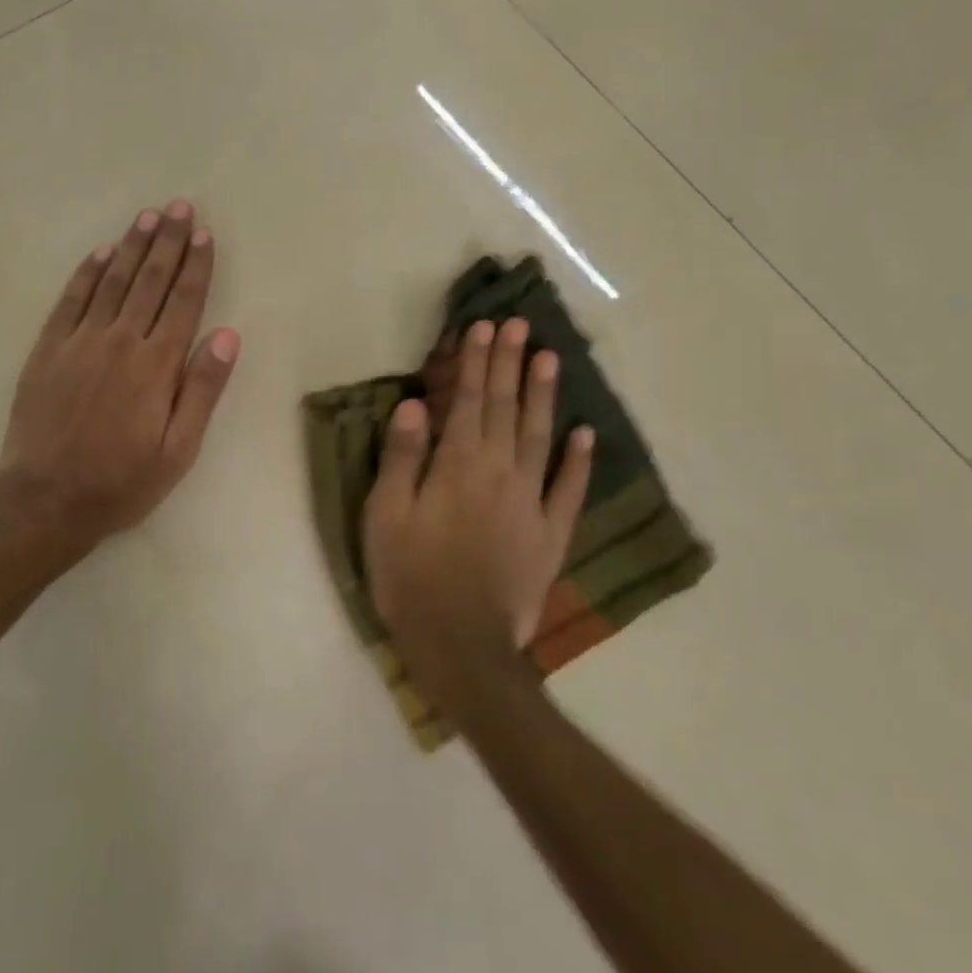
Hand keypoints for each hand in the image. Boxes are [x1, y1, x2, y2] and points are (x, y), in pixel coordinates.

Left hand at [0, 201, 240, 554]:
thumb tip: (229, 335)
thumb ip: (203, 390)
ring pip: (112, 282)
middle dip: (167, 241)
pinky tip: (100, 253)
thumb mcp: (178, 451)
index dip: (196, 266)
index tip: (204, 234)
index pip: (183, 302)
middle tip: (179, 207)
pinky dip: (87, 273)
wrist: (44, 499)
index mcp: (156, 365)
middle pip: (150, 281)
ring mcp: (80, 341)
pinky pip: (71, 300)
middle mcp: (120, 341)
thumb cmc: (120, 482)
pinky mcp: (48, 349)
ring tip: (147, 216)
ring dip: (131, 246)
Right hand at [363, 318, 593, 687]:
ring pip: (540, 437)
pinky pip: (568, 490)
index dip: (476, 363)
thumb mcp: (386, 514)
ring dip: (544, 396)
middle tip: (520, 326)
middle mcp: (499, 473)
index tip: (484, 328)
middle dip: (510, 364)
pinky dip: (578, 460)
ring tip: (550, 359)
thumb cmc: (410, 576)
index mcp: (457, 465)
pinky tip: (585, 434)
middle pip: (506, 408)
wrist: (461, 646)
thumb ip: (401, 456)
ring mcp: (531, 503)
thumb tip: (414, 404)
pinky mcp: (550, 535)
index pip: (469, 401)